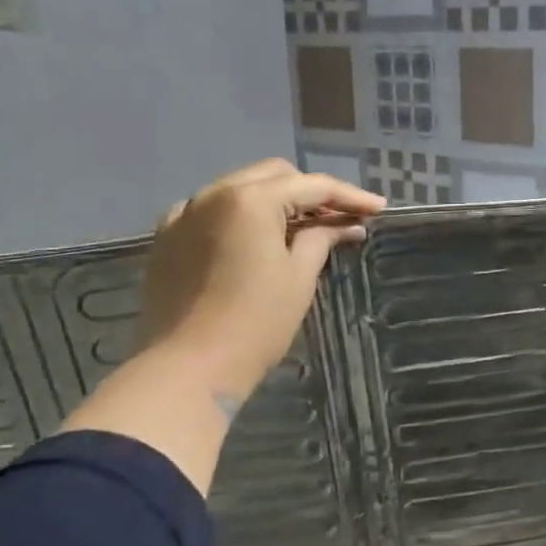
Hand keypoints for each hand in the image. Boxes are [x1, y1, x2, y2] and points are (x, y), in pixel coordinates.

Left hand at [138, 160, 383, 399]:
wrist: (189, 368)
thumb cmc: (256, 322)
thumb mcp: (299, 277)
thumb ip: (322, 239)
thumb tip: (347, 224)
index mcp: (250, 199)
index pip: (311, 186)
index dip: (350, 196)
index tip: (378, 208)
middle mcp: (213, 194)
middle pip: (274, 177)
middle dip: (311, 193)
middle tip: (343, 218)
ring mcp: (184, 214)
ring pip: (240, 190)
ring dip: (276, 202)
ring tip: (305, 228)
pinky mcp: (167, 238)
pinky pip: (211, 212)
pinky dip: (240, 217)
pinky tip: (256, 239)